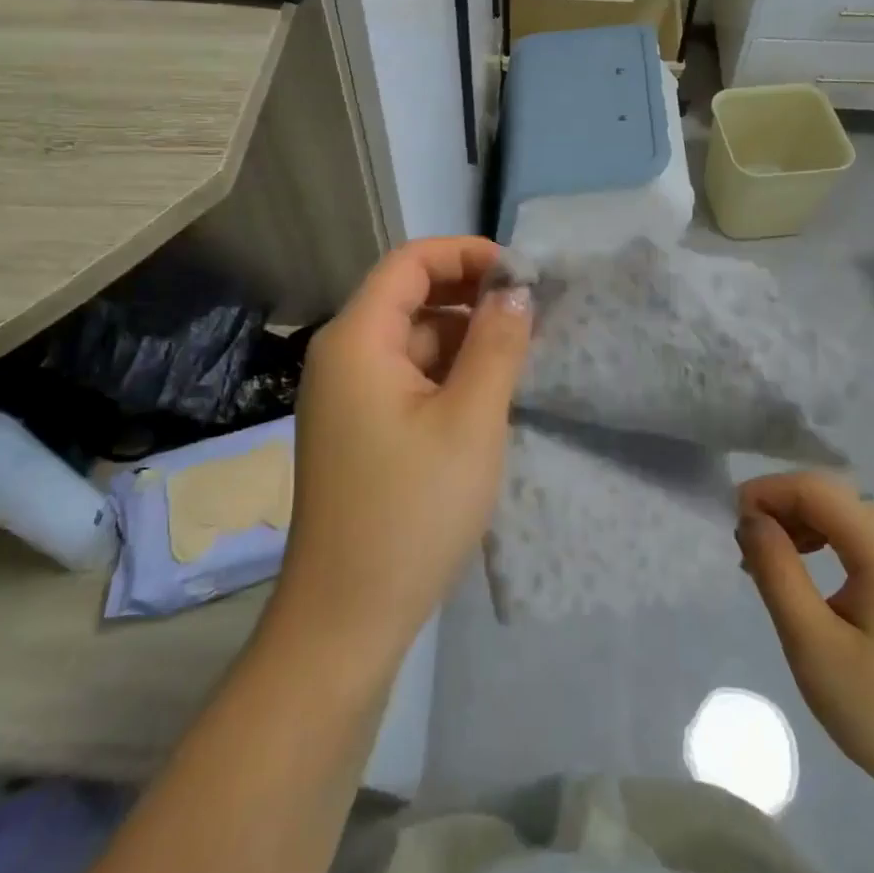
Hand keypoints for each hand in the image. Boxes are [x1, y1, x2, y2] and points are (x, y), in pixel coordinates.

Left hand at [273, 238, 531, 666]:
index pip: (409, 263)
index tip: (521, 272)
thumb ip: (497, 344)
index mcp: (357, 340)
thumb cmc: (412, 511)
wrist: (346, 618)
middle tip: (530, 315)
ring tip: (518, 355)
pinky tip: (485, 394)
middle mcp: (342, 356)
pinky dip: (445, 374)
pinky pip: (405, 378)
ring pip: (411, 341)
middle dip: (469, 297)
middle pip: (408, 298)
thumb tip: (517, 290)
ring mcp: (346, 396)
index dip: (465, 254)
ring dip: (462, 339)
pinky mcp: (358, 429)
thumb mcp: (471, 421)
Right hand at [737, 473, 873, 819]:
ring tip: (769, 565)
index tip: (731, 521)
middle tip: (746, 551)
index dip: (767, 492)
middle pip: (832, 498)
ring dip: (802, 527)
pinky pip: (867, 540)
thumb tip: (751, 519)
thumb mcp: (810, 641)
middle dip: (782, 511)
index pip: (815, 489)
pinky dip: (829, 544)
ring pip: (847, 516)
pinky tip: (809, 574)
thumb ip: (775, 568)